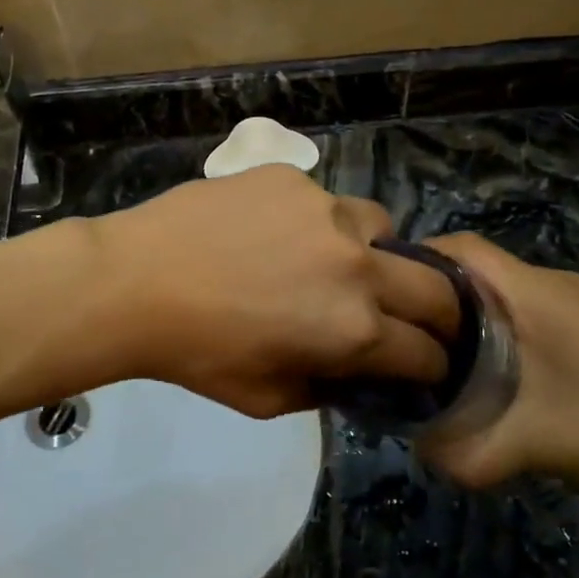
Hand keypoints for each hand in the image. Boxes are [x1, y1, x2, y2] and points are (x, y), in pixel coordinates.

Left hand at [86, 167, 460, 418]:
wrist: (136, 281)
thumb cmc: (198, 354)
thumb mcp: (268, 399)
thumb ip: (328, 388)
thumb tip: (355, 371)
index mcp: (355, 330)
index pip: (425, 352)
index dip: (433, 365)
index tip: (429, 365)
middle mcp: (357, 265)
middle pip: (435, 288)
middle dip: (442, 313)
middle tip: (423, 319)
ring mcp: (327, 211)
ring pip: (384, 228)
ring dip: (380, 253)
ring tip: (344, 261)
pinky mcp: (294, 179)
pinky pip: (328, 202)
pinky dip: (323, 224)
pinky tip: (282, 234)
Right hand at [416, 235, 578, 501]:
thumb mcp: (531, 447)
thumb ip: (465, 452)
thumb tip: (415, 448)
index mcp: (536, 293)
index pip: (464, 247)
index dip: (420, 258)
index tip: (387, 292)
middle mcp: (554, 283)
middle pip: (479, 266)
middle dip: (436, 291)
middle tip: (403, 330)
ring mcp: (577, 300)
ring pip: (503, 287)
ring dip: (468, 309)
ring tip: (436, 349)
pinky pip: (527, 305)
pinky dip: (497, 323)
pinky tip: (491, 366)